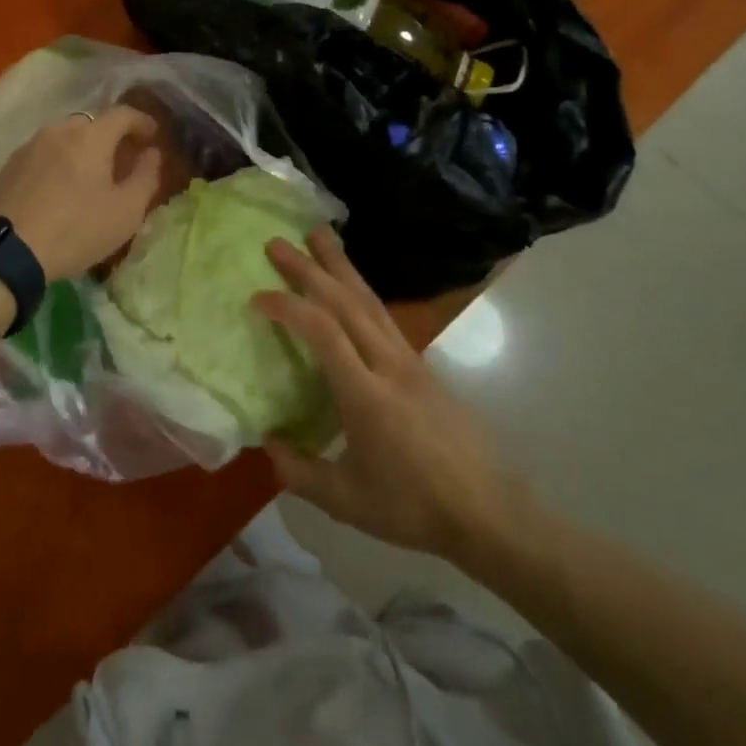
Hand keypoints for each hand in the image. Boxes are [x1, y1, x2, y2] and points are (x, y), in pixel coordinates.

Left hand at [0, 107, 163, 279]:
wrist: (4, 251)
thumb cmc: (75, 229)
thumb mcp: (125, 212)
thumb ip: (146, 177)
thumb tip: (152, 153)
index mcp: (91, 136)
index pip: (123, 114)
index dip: (142, 122)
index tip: (153, 136)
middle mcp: (59, 130)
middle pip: (93, 124)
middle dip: (112, 137)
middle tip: (123, 160)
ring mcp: (30, 146)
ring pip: (65, 138)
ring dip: (83, 150)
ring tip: (90, 176)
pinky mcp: (9, 165)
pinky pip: (44, 154)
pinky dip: (60, 162)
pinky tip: (60, 188)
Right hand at [253, 229, 537, 562]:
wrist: (487, 511)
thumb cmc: (413, 507)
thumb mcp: (347, 501)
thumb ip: (300, 471)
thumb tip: (266, 442)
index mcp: (365, 393)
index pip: (323, 332)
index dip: (289, 308)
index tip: (258, 298)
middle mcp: (387, 363)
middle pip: (345, 301)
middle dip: (309, 268)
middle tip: (277, 242)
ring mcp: (409, 359)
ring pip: (369, 299)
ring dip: (340, 264)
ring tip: (319, 234)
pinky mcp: (421, 363)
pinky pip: (383, 314)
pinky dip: (360, 289)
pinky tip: (351, 285)